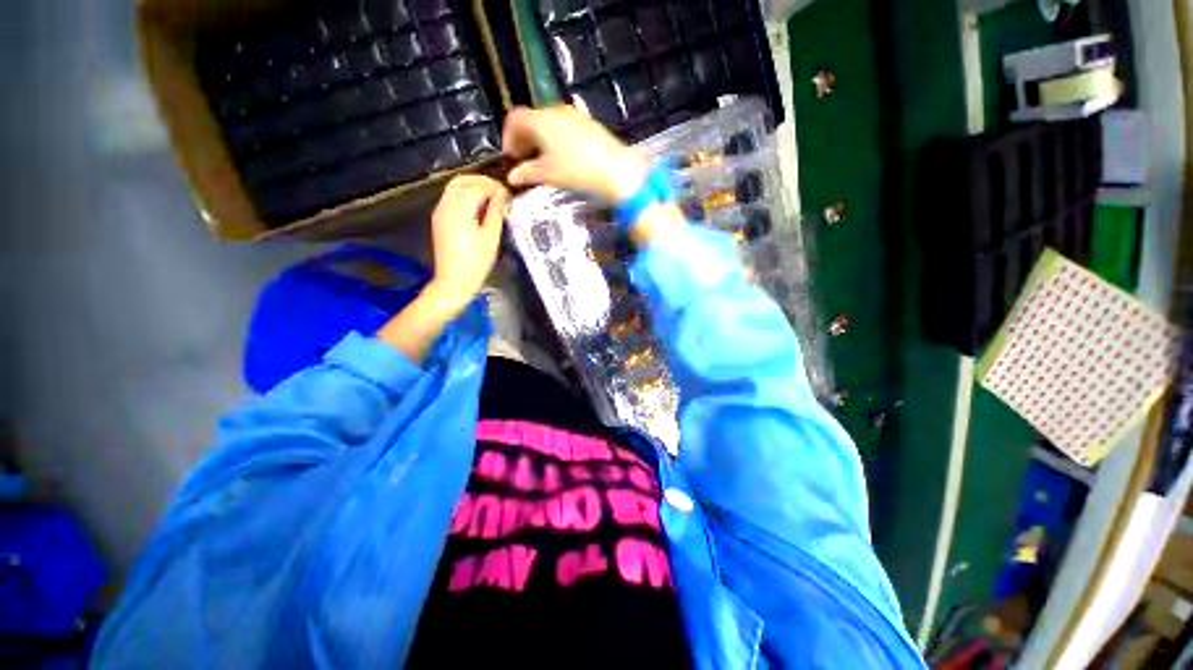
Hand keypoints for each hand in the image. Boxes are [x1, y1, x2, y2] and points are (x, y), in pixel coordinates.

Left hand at [428, 175, 509, 312]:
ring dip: (473, 188)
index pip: (479, 186)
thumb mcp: (491, 237)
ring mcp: (440, 211)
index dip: (496, 188)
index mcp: (460, 208)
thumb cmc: (476, 262)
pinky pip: (451, 198)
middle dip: (483, 182)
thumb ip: (496, 212)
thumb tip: (501, 197)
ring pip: (455, 187)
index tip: (509, 197)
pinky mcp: (439, 220)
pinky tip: (479, 209)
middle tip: (500, 194)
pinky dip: (465, 197)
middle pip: (463, 180)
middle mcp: (446, 204)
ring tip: (492, 200)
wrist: (454, 281)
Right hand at [502, 106, 647, 202]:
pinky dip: (556, 138)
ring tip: (544, 160)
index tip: (511, 156)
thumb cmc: (576, 170)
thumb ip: (527, 173)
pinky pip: (564, 126)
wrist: (614, 168)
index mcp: (541, 120)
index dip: (508, 137)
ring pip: (548, 122)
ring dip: (540, 139)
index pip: (515, 119)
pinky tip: (563, 155)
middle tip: (525, 160)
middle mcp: (555, 111)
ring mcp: (573, 114)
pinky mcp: (587, 122)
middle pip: (531, 119)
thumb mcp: (548, 174)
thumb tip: (512, 177)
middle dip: (524, 139)